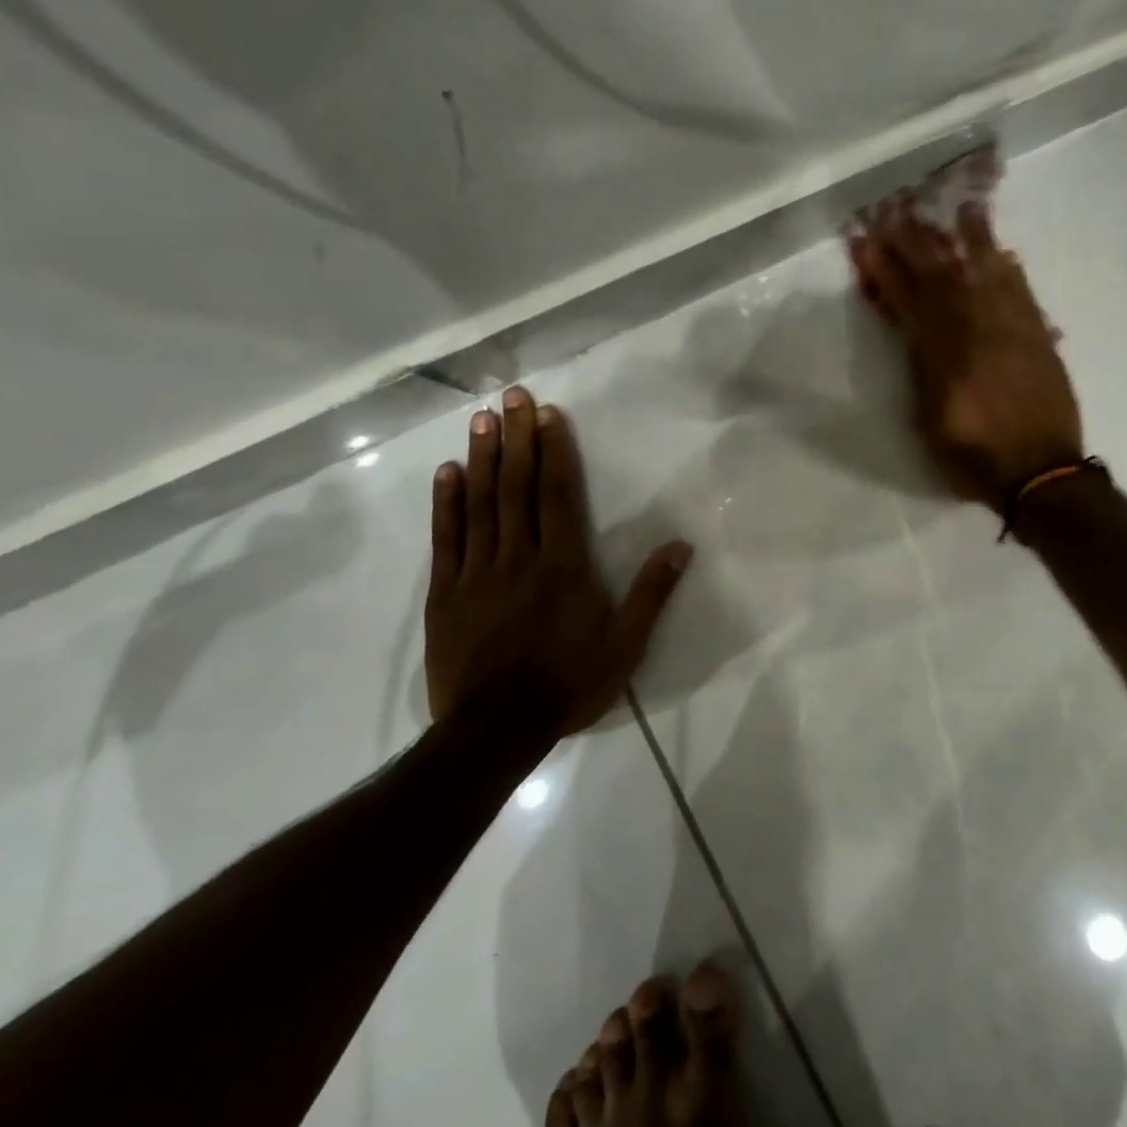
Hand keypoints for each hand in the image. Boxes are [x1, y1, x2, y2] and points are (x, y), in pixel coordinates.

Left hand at [424, 385, 692, 750]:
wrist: (496, 729)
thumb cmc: (569, 683)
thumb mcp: (625, 645)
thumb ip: (651, 593)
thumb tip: (681, 546)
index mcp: (563, 566)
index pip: (557, 496)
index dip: (553, 451)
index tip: (548, 415)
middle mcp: (519, 558)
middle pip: (516, 488)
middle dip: (516, 439)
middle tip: (513, 397)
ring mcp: (477, 573)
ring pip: (479, 505)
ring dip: (482, 458)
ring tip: (482, 419)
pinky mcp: (445, 594)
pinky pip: (445, 540)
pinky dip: (446, 503)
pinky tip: (447, 473)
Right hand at [849, 191, 1082, 508]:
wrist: (1040, 473)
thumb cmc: (974, 458)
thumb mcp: (928, 423)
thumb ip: (921, 373)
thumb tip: (916, 335)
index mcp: (942, 355)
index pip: (907, 301)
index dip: (884, 269)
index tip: (866, 240)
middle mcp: (977, 332)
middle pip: (942, 277)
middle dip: (917, 242)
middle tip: (900, 209)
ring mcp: (1012, 330)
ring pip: (987, 274)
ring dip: (971, 240)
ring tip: (961, 207)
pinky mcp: (1039, 337)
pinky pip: (1023, 293)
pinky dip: (1010, 271)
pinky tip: (1003, 253)